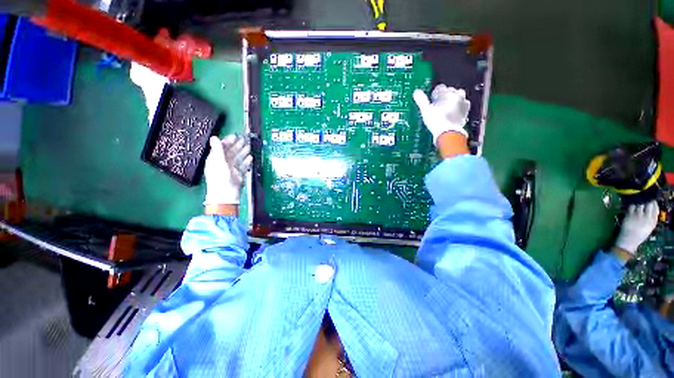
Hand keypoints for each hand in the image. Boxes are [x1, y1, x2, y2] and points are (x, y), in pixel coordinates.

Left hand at [204, 135, 251, 204]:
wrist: (226, 194)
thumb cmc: (220, 178)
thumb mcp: (218, 162)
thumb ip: (218, 149)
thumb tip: (214, 137)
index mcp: (216, 159)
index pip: (222, 147)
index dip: (228, 141)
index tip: (235, 136)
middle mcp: (224, 162)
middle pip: (232, 151)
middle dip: (238, 145)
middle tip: (245, 139)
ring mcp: (232, 168)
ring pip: (239, 158)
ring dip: (244, 152)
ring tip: (249, 146)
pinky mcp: (239, 174)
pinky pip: (243, 165)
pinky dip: (247, 161)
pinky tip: (250, 158)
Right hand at [413, 84, 470, 144]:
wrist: (449, 132)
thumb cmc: (437, 121)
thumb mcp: (425, 110)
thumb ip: (421, 100)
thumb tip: (417, 92)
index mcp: (447, 93)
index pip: (440, 88)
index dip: (434, 93)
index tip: (431, 99)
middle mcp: (457, 96)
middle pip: (450, 91)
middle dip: (444, 96)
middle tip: (437, 104)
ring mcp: (463, 104)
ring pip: (458, 98)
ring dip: (453, 101)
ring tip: (445, 109)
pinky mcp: (465, 113)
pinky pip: (462, 107)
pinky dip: (457, 109)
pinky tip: (452, 114)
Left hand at [614, 201, 658, 254]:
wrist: (629, 241)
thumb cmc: (639, 234)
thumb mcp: (649, 227)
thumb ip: (651, 217)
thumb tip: (652, 207)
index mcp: (653, 221)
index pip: (655, 207)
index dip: (653, 202)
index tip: (651, 199)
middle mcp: (646, 217)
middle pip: (648, 204)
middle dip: (646, 199)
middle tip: (643, 198)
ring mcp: (637, 216)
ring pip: (640, 203)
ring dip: (638, 201)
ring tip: (637, 199)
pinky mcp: (629, 215)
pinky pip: (631, 206)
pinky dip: (631, 204)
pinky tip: (631, 204)